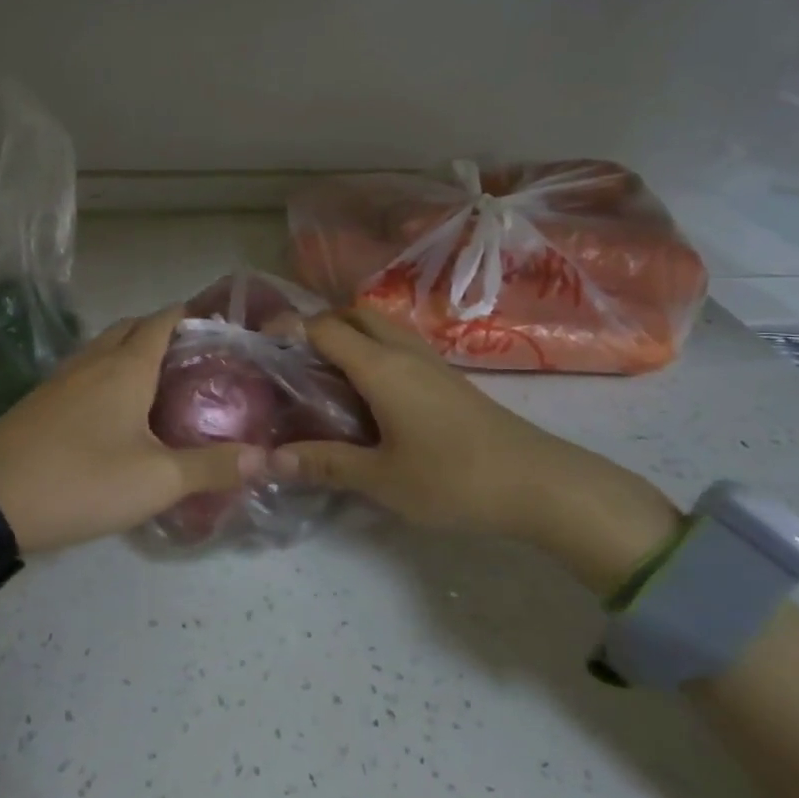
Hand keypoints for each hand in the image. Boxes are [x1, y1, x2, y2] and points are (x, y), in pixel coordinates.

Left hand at [0, 307, 264, 554]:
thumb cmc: (82, 480)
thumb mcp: (156, 480)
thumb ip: (211, 467)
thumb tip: (263, 457)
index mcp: (126, 365)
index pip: (164, 319)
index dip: (193, 316)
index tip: (222, 329)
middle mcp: (94, 359)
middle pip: (133, 326)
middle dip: (165, 331)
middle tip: (197, 359)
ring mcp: (63, 377)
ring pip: (106, 347)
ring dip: (134, 350)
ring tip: (164, 381)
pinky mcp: (43, 399)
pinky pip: (87, 369)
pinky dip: (110, 372)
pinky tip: (119, 408)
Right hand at [271, 309, 680, 595]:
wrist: (538, 482)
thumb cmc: (452, 478)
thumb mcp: (381, 478)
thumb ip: (325, 464)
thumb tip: (269, 459)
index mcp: (381, 367)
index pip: (324, 328)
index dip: (289, 329)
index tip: (260, 345)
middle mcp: (404, 352)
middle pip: (355, 315)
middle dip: (320, 325)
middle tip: (294, 359)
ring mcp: (431, 362)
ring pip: (381, 328)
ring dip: (350, 335)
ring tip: (325, 374)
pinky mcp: (449, 379)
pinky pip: (400, 346)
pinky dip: (374, 352)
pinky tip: (369, 393)